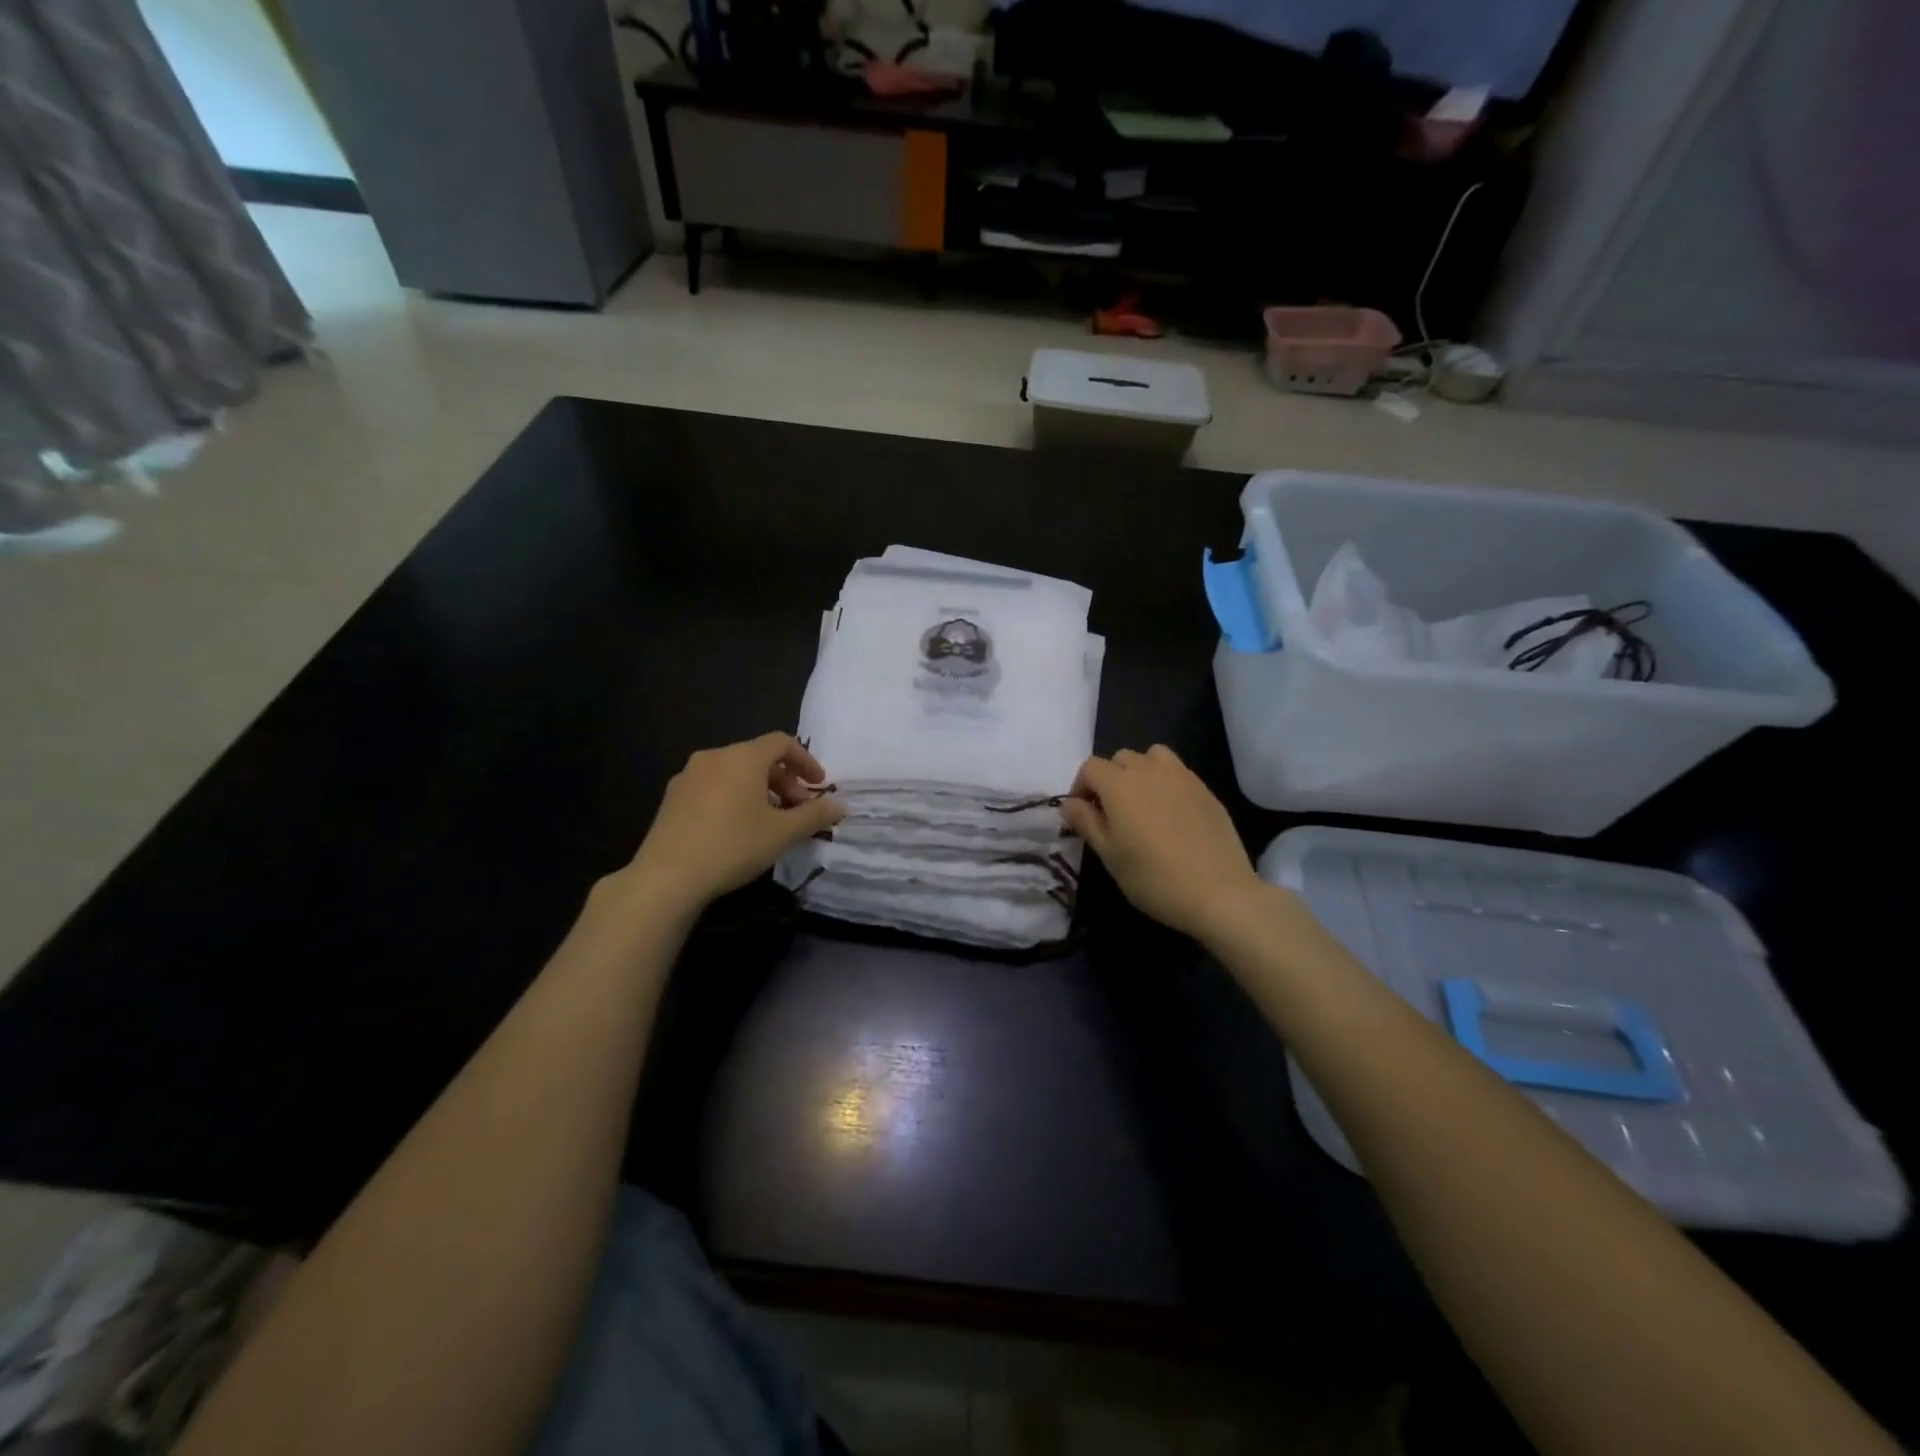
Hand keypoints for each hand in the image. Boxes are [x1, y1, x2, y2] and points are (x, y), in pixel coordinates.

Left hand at [627, 733, 844, 909]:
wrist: (667, 876)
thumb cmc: (733, 845)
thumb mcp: (783, 833)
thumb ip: (815, 815)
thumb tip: (840, 806)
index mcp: (743, 757)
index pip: (781, 742)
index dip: (806, 761)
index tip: (819, 786)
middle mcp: (714, 757)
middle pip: (758, 757)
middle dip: (785, 780)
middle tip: (798, 810)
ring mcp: (688, 776)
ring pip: (734, 773)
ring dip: (760, 790)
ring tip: (770, 822)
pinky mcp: (672, 798)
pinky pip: (713, 787)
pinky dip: (734, 798)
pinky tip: (737, 829)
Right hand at [1062, 746, 1268, 940]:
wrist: (1219, 893)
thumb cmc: (1154, 878)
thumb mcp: (1109, 855)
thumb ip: (1086, 822)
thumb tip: (1069, 804)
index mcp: (1119, 784)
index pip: (1089, 767)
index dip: (1080, 787)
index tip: (1083, 814)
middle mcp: (1149, 770)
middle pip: (1120, 758)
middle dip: (1109, 779)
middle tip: (1112, 813)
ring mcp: (1182, 776)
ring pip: (1152, 757)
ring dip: (1140, 772)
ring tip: (1142, 804)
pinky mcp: (1205, 789)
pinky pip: (1178, 772)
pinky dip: (1166, 782)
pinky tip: (1172, 815)